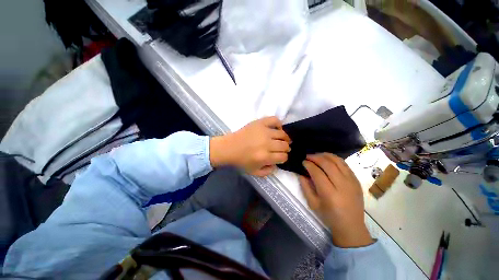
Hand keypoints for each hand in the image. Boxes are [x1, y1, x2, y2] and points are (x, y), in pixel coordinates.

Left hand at [210, 117, 290, 175]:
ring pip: (282, 134)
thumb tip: (277, 164)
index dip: (284, 158)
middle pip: (284, 145)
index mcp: (264, 157)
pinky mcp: (260, 123)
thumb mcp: (254, 172)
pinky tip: (277, 128)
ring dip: (285, 138)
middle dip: (286, 148)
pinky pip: (274, 120)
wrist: (229, 148)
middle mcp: (266, 144)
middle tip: (283, 148)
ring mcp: (263, 131)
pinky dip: (279, 123)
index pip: (283, 157)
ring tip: (283, 139)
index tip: (281, 157)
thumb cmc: (241, 160)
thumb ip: (268, 171)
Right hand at [299, 153, 372, 247]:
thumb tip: (301, 173)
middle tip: (308, 156)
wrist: (351, 225)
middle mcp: (342, 185)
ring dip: (325, 155)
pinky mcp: (357, 180)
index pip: (317, 172)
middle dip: (316, 157)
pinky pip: (345, 164)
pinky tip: (328, 160)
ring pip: (338, 161)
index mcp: (329, 194)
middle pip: (328, 164)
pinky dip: (335, 159)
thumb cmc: (329, 216)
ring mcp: (352, 182)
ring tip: (317, 155)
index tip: (303, 162)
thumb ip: (305, 187)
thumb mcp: (312, 203)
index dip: (309, 165)